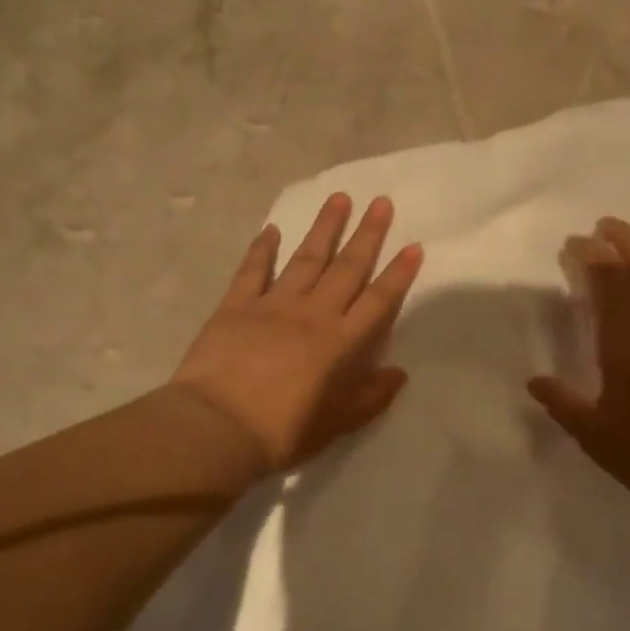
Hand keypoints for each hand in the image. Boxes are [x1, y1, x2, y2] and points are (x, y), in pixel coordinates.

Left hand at [171, 193, 423, 471]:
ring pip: (305, 259)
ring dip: (324, 228)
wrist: (216, 429)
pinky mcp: (236, 306)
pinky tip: (272, 230)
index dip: (398, 274)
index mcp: (340, 343)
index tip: (413, 246)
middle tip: (381, 202)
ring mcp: (272, 305)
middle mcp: (312, 314)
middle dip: (367, 234)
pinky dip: (262, 250)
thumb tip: (399, 373)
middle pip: (346, 268)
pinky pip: (253, 271)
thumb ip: (370, 398)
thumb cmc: (282, 432)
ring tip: (340, 198)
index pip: (377, 301)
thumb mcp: (336, 424)